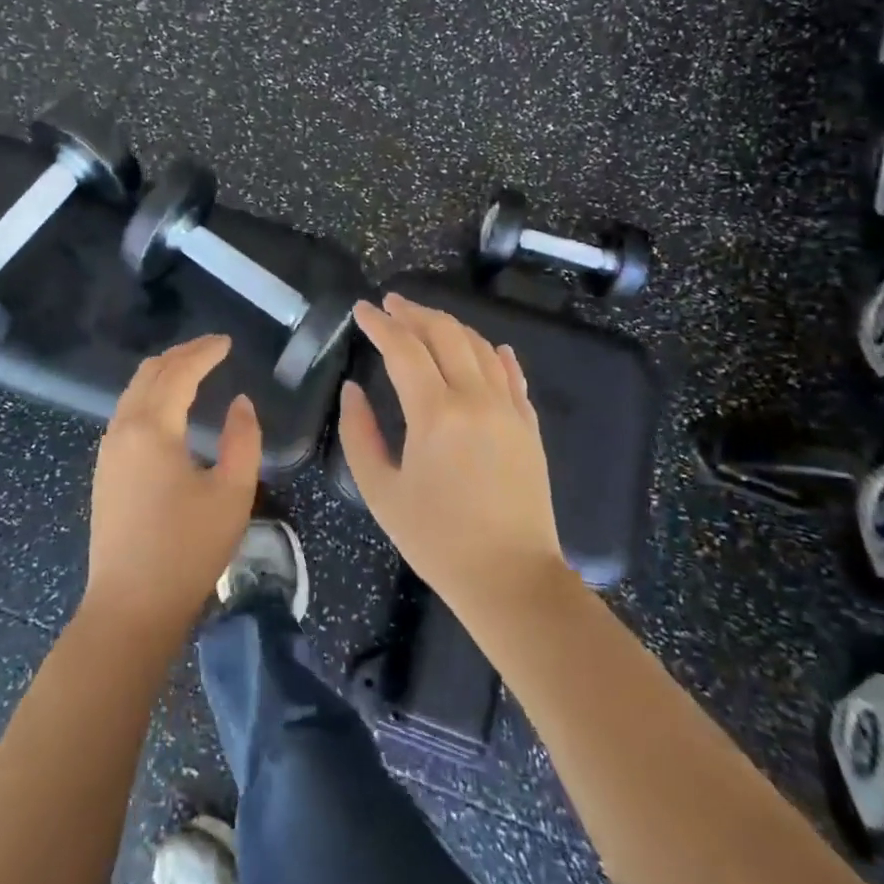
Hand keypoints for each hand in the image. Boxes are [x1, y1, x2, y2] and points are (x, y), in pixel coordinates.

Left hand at [81, 334, 260, 640]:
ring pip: (133, 392)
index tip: (227, 342)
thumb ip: (243, 440)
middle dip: (182, 355)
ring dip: (163, 374)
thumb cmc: (187, 550)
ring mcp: (108, 451)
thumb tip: (240, 403)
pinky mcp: (104, 472)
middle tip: (212, 349)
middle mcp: (123, 429)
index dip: (204, 352)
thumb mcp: (232, 493)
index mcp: (152, 428)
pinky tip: (169, 409)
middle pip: (150, 373)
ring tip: (194, 370)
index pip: (179, 372)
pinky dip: (150, 396)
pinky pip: (127, 413)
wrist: (130, 608)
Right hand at [338, 295, 567, 622]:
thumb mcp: (380, 491)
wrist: (511, 579)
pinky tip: (489, 347)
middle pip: (445, 334)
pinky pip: (512, 376)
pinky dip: (495, 354)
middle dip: (414, 312)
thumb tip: (353, 389)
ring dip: (450, 326)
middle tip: (390, 303)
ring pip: (480, 347)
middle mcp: (476, 399)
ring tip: (425, 320)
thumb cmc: (436, 540)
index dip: (379, 323)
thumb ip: (358, 433)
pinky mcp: (529, 427)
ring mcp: (509, 410)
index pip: (403, 348)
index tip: (361, 309)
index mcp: (435, 413)